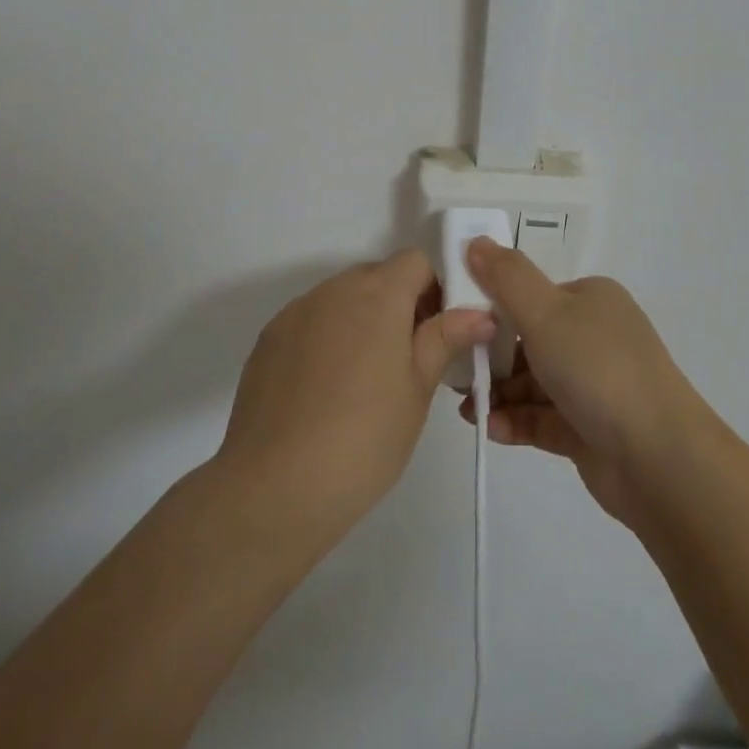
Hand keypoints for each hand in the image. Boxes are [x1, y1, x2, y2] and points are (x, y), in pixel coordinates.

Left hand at [218, 250, 495, 540]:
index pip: (415, 262)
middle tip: (406, 362)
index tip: (436, 333)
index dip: (434, 289)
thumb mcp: (418, 390)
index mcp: (377, 295)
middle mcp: (333, 290)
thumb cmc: (365, 437)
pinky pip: (309, 322)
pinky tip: (324, 392)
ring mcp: (296, 312)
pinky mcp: (268, 339)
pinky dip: (326, 340)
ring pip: (341, 299)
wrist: (275, 487)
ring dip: (360, 321)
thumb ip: (445, 338)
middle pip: (376, 276)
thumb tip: (479, 313)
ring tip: (362, 383)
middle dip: (398, 305)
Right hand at [458, 240, 706, 527]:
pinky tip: (491, 429)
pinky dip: (516, 420)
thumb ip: (505, 278)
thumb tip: (475, 240)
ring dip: (499, 392)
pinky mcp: (591, 428)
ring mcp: (595, 384)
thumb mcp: (545, 312)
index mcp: (590, 299)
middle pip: (529, 339)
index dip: (493, 306)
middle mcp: (595, 336)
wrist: (659, 458)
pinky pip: (543, 418)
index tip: (457, 324)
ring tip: (467, 408)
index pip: (533, 295)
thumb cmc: (597, 369)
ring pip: (533, 381)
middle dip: (490, 357)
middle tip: (456, 374)